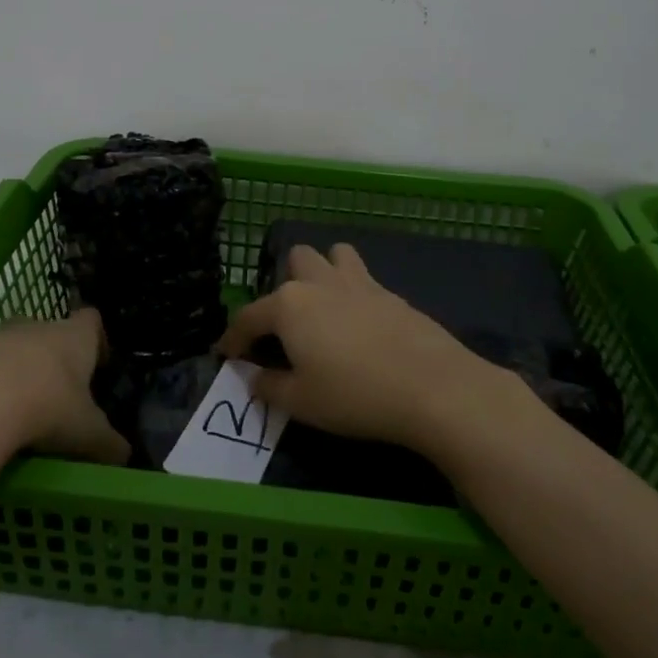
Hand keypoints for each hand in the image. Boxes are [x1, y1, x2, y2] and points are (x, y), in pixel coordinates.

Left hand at [0, 308, 129, 466]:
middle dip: (50, 358)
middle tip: (55, 395)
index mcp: (73, 337)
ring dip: (11, 375)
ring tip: (14, 417)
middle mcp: (34, 328)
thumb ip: (109, 444)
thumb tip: (124, 456)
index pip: (91, 320)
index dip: (96, 339)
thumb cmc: (45, 408)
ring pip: (7, 351)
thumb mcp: (87, 435)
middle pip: (47, 331)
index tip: (97, 364)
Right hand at [218, 243, 512, 453]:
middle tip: (288, 326)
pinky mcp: (391, 293)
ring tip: (325, 307)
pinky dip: (354, 292)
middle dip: (285, 285)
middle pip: (295, 260)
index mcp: (289, 305)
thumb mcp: (301, 402)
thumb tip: (254, 377)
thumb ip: (269, 387)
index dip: (233, 338)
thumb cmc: (354, 395)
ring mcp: (360, 282)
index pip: (248, 317)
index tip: (227, 355)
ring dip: (324, 271)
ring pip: (334, 254)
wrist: (431, 386)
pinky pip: (364, 278)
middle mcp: (321, 283)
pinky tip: (361, 325)